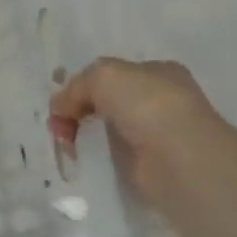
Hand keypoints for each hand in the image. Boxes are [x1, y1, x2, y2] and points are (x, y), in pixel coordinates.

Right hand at [48, 58, 225, 211]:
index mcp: (156, 72)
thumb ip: (76, 86)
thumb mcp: (101, 75)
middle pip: (105, 102)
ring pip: (105, 128)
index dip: (82, 85)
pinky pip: (111, 154)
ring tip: (66, 144)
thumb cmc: (145, 104)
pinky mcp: (149, 164)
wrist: (179, 157)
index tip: (61, 101)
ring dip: (81, 134)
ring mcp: (156, 133)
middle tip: (58, 125)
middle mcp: (159, 100)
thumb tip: (60, 108)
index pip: (111, 74)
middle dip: (76, 111)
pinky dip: (93, 155)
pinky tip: (81, 157)